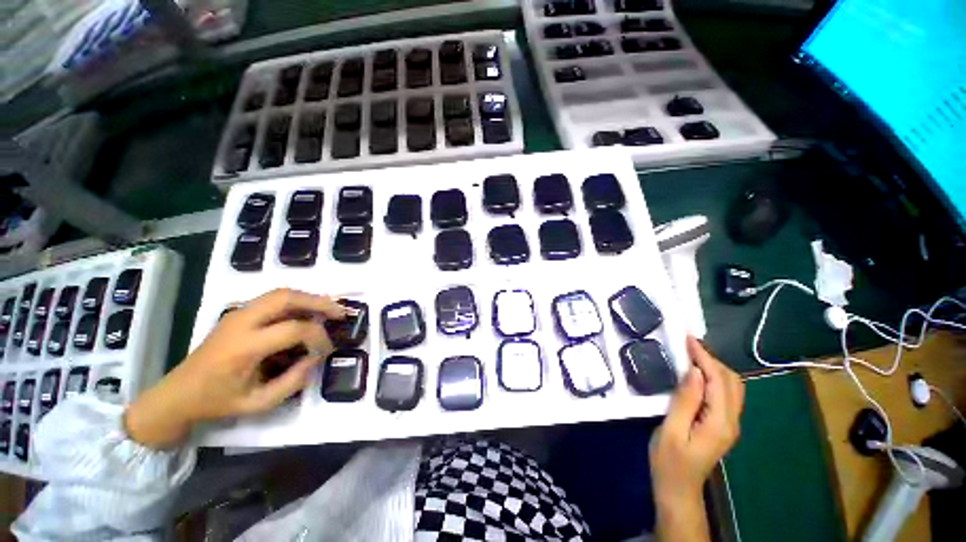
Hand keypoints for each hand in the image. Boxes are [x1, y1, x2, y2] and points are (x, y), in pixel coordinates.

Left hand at [124, 289, 345, 448]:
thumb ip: (293, 381)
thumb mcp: (258, 403)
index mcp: (244, 347)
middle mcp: (241, 322)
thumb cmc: (217, 402)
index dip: (318, 336)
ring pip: (281, 292)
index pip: (293, 329)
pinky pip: (273, 298)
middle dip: (319, 302)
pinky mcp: (238, 312)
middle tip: (340, 313)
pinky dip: (296, 300)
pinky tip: (308, 311)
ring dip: (309, 298)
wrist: (178, 393)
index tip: (327, 350)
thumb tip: (316, 357)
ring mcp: (237, 313)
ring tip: (329, 309)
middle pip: (287, 298)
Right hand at [650, 336, 743, 540]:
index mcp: (719, 422)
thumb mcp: (672, 430)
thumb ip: (685, 400)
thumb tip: (694, 371)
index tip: (687, 338)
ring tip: (690, 354)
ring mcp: (729, 424)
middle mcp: (731, 421)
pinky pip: (724, 394)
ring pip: (731, 387)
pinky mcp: (721, 424)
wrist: (678, 489)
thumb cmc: (669, 461)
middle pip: (731, 381)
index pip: (718, 381)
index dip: (704, 357)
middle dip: (711, 359)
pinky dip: (712, 377)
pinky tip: (696, 373)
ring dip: (713, 367)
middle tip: (686, 345)